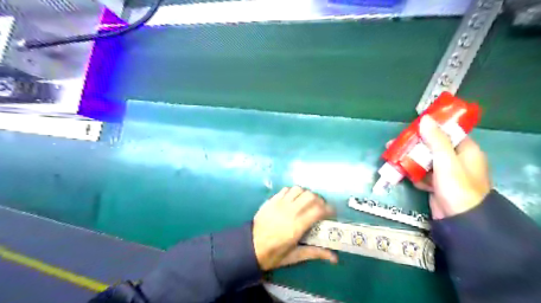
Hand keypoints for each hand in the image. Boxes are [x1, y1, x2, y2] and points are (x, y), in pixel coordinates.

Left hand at [252, 185, 335, 271]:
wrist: (249, 247)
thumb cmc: (273, 254)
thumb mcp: (295, 256)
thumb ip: (315, 253)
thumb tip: (335, 258)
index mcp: (297, 226)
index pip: (318, 210)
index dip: (329, 209)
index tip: (332, 213)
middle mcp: (290, 211)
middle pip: (310, 196)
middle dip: (319, 200)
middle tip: (320, 207)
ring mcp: (279, 204)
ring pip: (298, 189)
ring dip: (306, 194)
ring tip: (307, 202)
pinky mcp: (271, 200)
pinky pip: (286, 189)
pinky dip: (293, 192)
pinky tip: (293, 199)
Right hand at [392, 116, 493, 219]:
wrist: (459, 220)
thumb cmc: (456, 187)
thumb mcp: (446, 161)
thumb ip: (436, 140)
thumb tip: (426, 119)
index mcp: (466, 151)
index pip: (447, 133)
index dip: (431, 129)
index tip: (412, 127)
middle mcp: (457, 160)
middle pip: (432, 147)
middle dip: (413, 146)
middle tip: (394, 143)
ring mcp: (446, 173)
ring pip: (425, 161)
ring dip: (410, 159)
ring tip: (392, 157)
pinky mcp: (437, 184)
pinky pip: (423, 174)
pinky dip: (414, 174)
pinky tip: (403, 173)